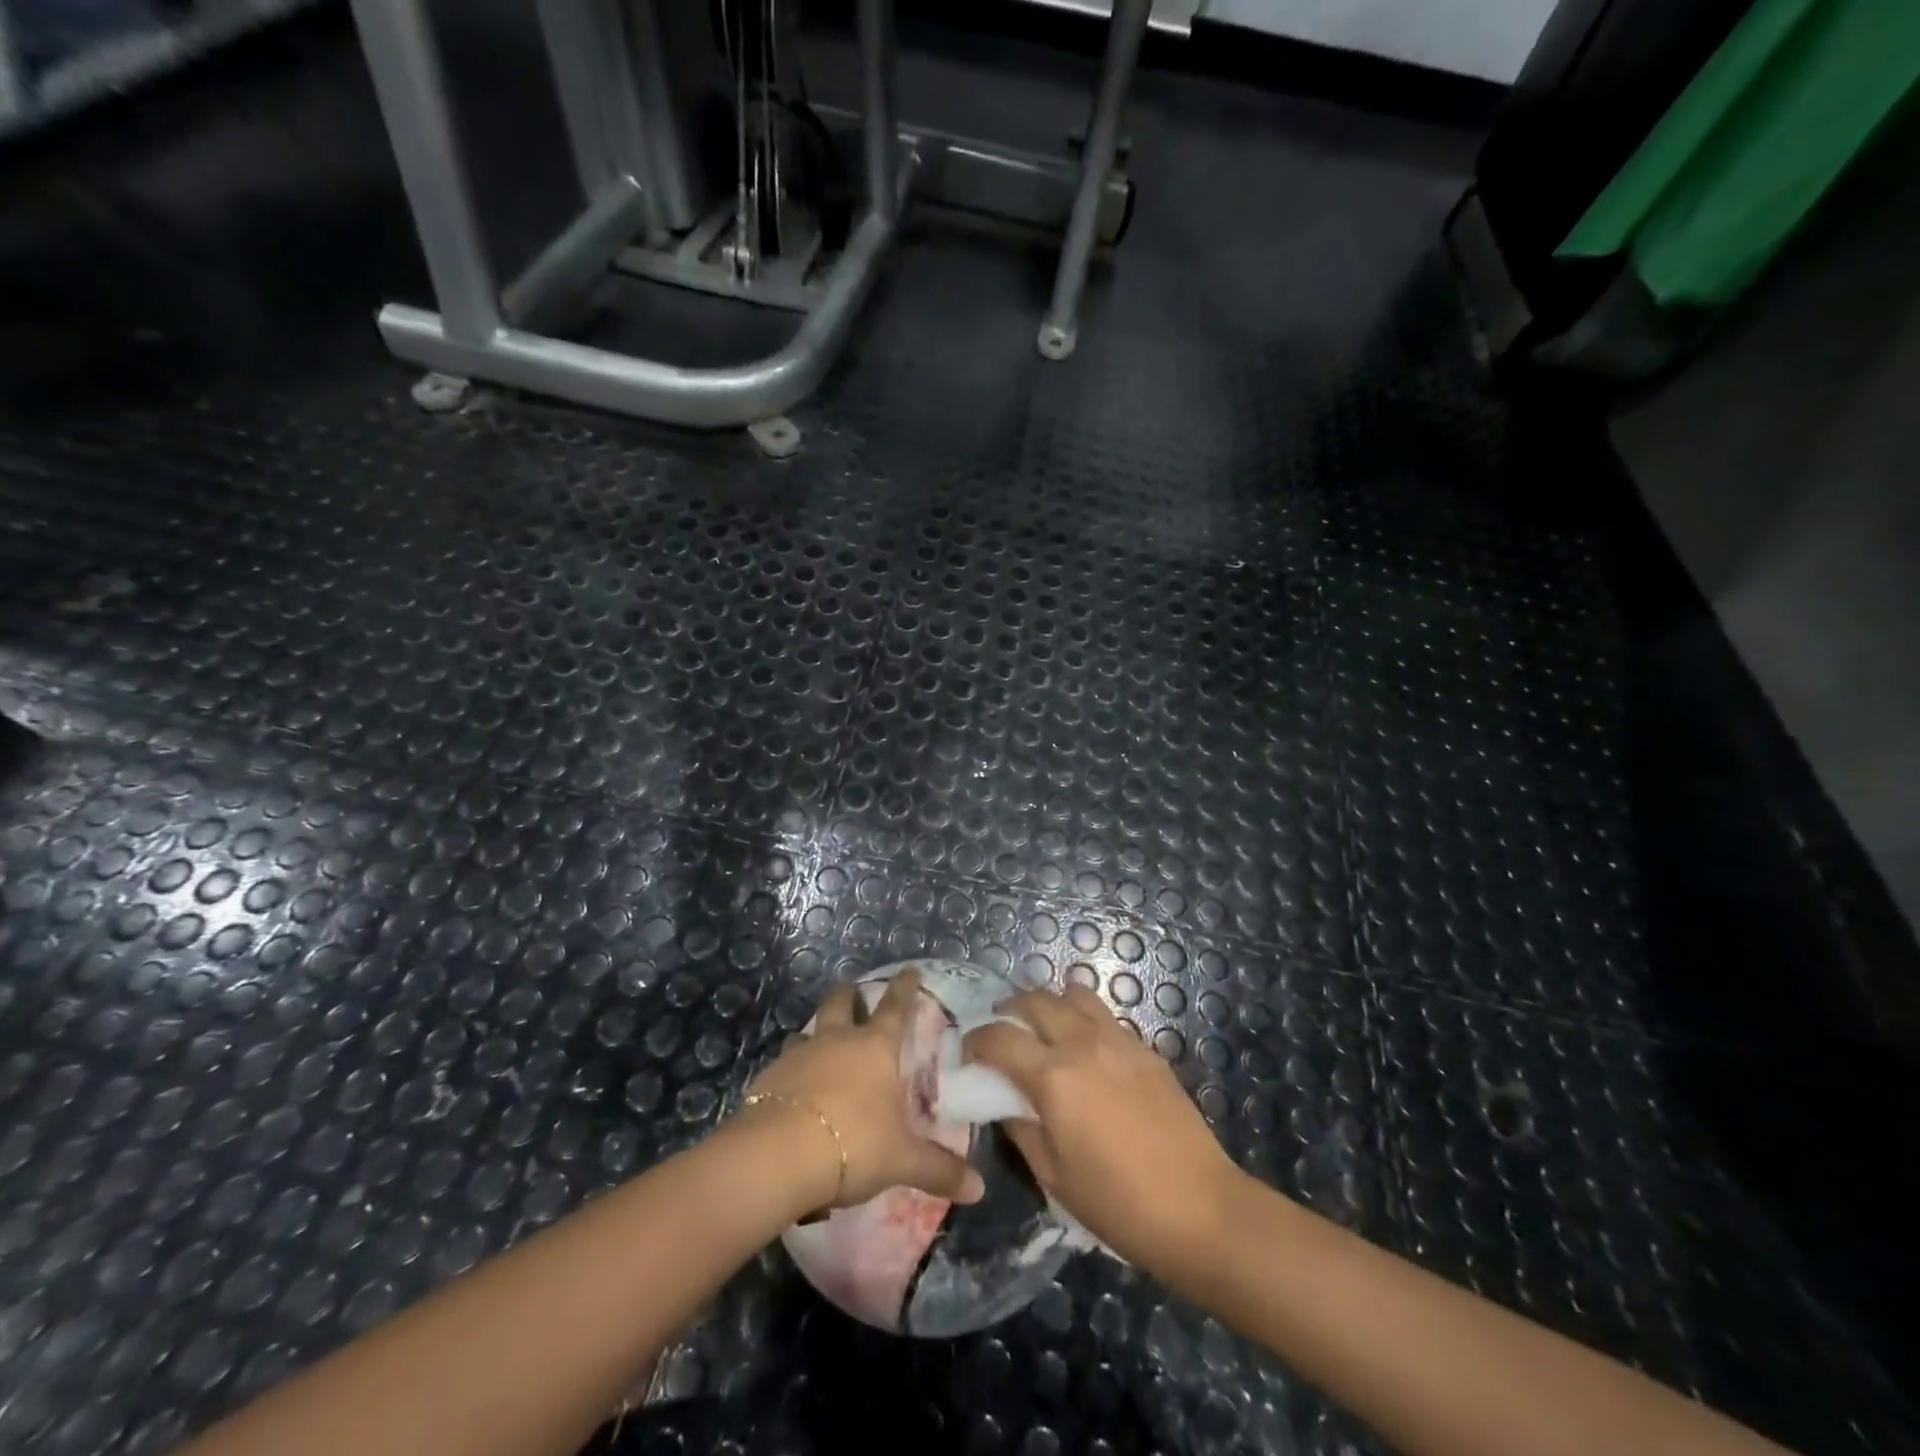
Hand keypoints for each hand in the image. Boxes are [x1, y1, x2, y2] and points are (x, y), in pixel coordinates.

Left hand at [743, 970, 984, 1212]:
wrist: (779, 1154)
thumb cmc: (854, 1143)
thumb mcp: (902, 1160)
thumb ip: (939, 1170)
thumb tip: (980, 1188)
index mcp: (875, 1047)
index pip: (895, 1007)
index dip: (905, 987)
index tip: (909, 970)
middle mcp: (837, 1040)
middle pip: (842, 1004)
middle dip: (849, 994)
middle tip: (852, 988)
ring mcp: (800, 1054)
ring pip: (808, 1030)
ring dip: (815, 1031)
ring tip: (819, 1039)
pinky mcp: (769, 1077)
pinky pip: (784, 1063)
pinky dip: (792, 1068)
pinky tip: (792, 1085)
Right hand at [964, 984, 1239, 1267]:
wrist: (1200, 1208)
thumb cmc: (1118, 1204)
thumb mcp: (1053, 1176)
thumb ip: (1022, 1129)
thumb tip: (1006, 1103)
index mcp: (1053, 1077)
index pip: (999, 1037)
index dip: (976, 1040)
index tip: (969, 1053)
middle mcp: (1082, 1043)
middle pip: (1035, 999)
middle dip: (1009, 1010)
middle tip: (1003, 1033)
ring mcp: (1118, 1040)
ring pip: (1074, 994)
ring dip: (1051, 1005)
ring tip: (1045, 1031)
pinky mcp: (1145, 1048)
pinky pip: (1105, 1016)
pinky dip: (1084, 1020)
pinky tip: (1086, 1052)